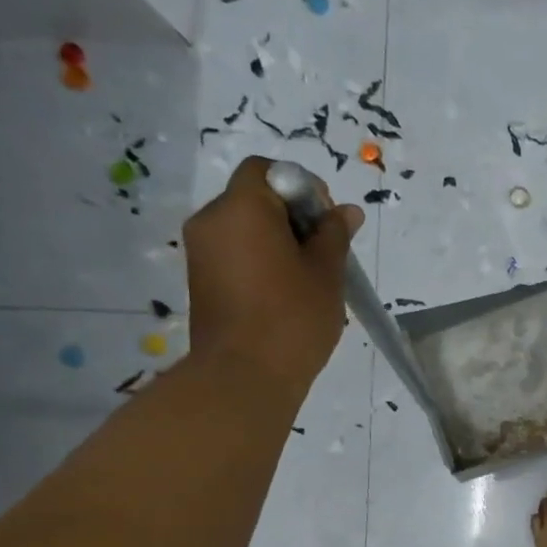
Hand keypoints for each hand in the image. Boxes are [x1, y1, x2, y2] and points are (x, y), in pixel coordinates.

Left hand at [182, 156, 363, 388]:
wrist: (244, 375)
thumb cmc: (292, 318)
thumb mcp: (326, 273)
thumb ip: (334, 234)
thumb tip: (345, 211)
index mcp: (242, 208)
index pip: (267, 170)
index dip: (302, 187)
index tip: (326, 222)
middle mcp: (212, 219)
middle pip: (254, 198)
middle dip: (292, 216)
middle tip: (323, 253)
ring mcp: (201, 251)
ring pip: (245, 227)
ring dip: (277, 240)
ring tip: (307, 277)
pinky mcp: (201, 278)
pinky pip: (234, 252)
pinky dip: (260, 259)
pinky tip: (284, 293)